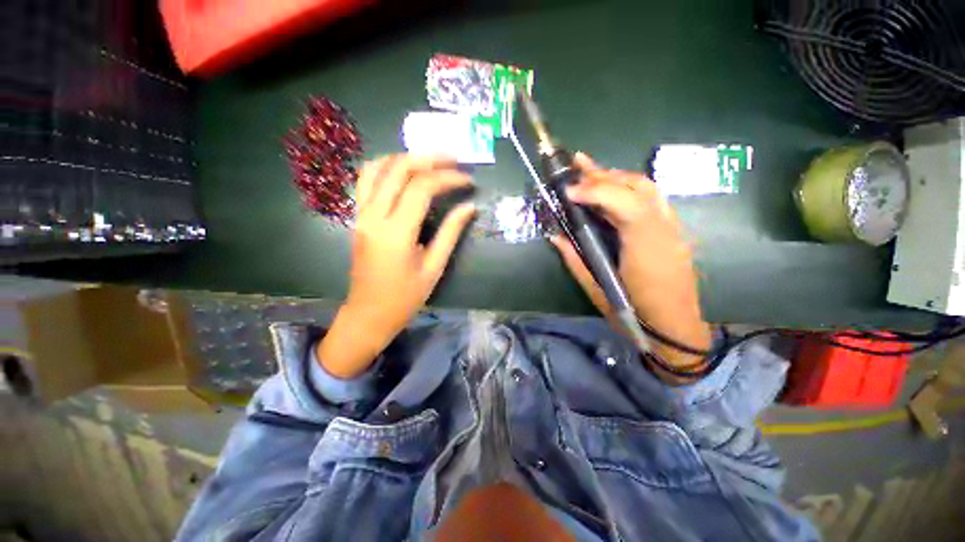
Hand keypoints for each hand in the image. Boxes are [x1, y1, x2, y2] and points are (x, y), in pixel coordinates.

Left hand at [318, 154, 475, 377]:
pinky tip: (405, 173)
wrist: (369, 313)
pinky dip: (387, 167)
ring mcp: (361, 214)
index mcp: (396, 232)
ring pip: (377, 167)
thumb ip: (451, 232)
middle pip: (398, 168)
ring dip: (406, 158)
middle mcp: (373, 216)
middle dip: (429, 159)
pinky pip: (367, 180)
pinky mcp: (357, 217)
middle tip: (454, 160)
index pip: (422, 188)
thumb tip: (470, 207)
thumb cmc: (405, 297)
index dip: (448, 178)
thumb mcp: (434, 267)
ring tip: (431, 162)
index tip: (468, 180)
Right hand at [549, 153, 711, 373]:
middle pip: (637, 187)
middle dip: (604, 174)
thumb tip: (555, 235)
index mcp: (644, 247)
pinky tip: (613, 189)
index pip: (624, 203)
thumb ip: (574, 259)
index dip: (596, 190)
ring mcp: (672, 228)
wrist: (675, 329)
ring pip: (647, 188)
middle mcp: (663, 230)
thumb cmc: (633, 313)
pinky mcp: (673, 231)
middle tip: (577, 166)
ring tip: (592, 170)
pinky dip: (629, 188)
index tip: (569, 191)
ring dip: (616, 176)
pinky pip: (651, 199)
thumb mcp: (597, 289)